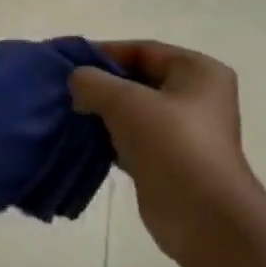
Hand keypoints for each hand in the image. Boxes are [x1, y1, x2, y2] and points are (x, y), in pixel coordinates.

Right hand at [69, 41, 265, 264]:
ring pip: (132, 111)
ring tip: (66, 114)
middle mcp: (195, 97)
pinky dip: (107, 138)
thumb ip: (94, 83)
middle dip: (100, 84)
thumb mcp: (127, 102)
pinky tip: (80, 141)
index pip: (143, 50)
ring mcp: (182, 131)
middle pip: (138, 80)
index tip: (66, 62)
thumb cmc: (172, 146)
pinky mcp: (167, 160)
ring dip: (100, 112)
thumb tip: (77, 82)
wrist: (203, 216)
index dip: (103, 52)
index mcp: (198, 72)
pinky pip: (131, 139)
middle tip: (62, 90)